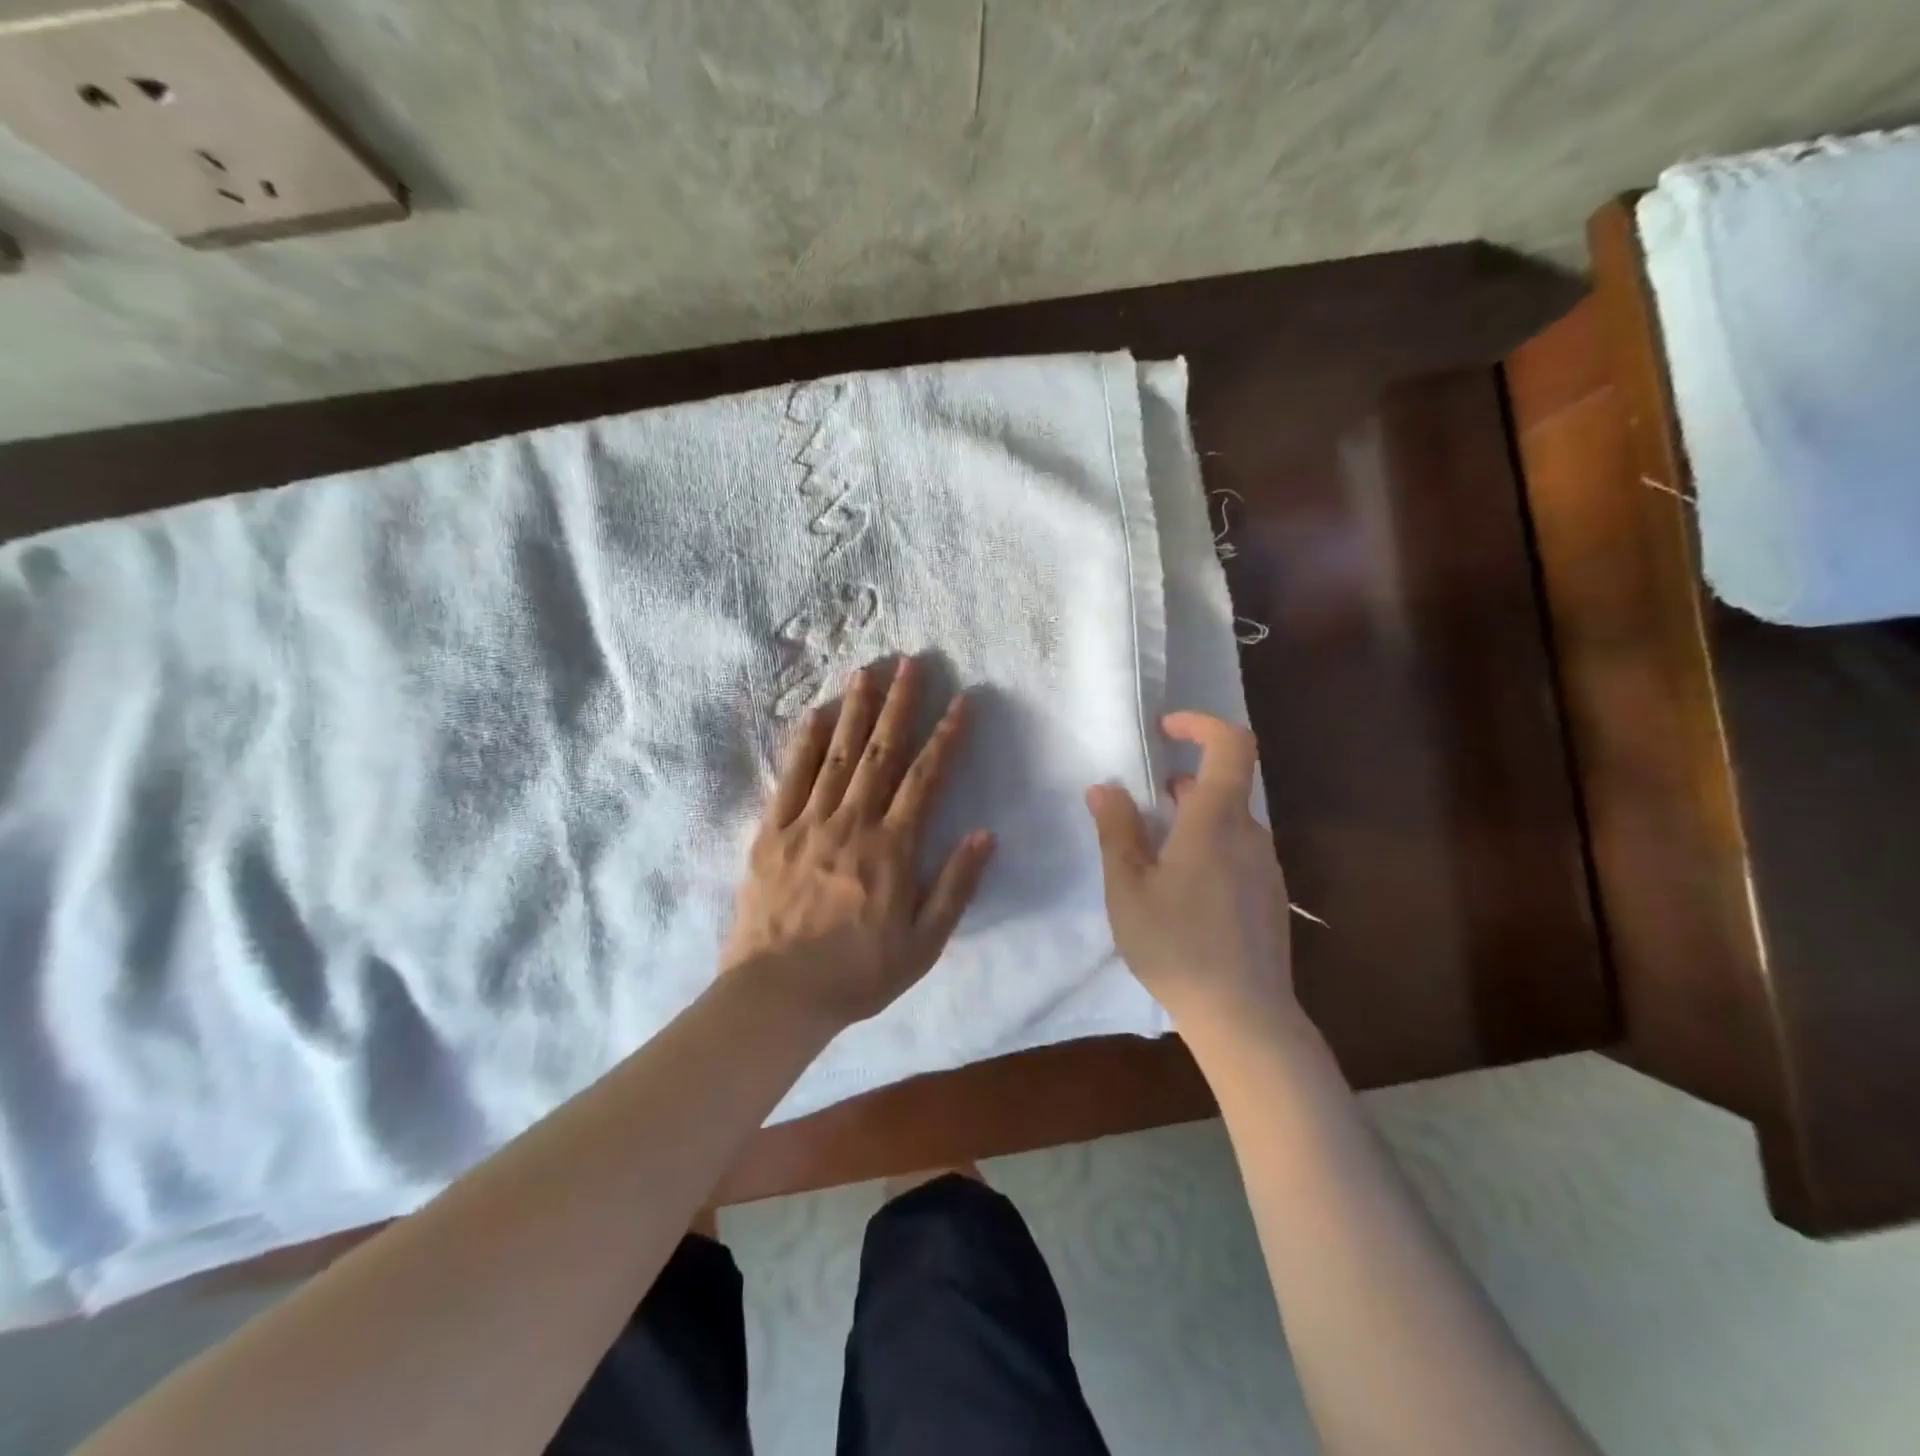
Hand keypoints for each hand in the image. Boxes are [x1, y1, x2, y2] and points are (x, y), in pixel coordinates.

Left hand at [723, 657, 995, 1029]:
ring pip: (837, 754)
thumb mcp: (923, 943)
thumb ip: (955, 886)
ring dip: (855, 709)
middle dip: (901, 704)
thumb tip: (985, 833)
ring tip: (867, 670)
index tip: (962, 700)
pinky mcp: (772, 832)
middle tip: (912, 662)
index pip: (926, 778)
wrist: (777, 996)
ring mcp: (808, 822)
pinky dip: (803, 743)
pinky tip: (814, 714)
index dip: (947, 736)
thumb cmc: (858, 973)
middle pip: (881, 752)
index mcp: (892, 848)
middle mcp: (852, 822)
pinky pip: (790, 778)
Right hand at [1085, 712, 1294, 1037]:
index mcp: (1217, 820)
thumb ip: (1116, 832)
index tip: (1166, 729)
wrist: (1245, 1017)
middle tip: (1141, 807)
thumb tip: (1104, 788)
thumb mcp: (1128, 888)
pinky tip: (1181, 893)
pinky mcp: (1270, 897)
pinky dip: (1208, 849)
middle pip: (1223, 785)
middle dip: (1182, 783)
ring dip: (1192, 821)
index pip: (1230, 745)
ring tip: (1153, 856)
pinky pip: (1238, 853)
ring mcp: (1266, 867)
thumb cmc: (1177, 945)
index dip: (1201, 724)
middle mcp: (1250, 834)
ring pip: (1229, 822)